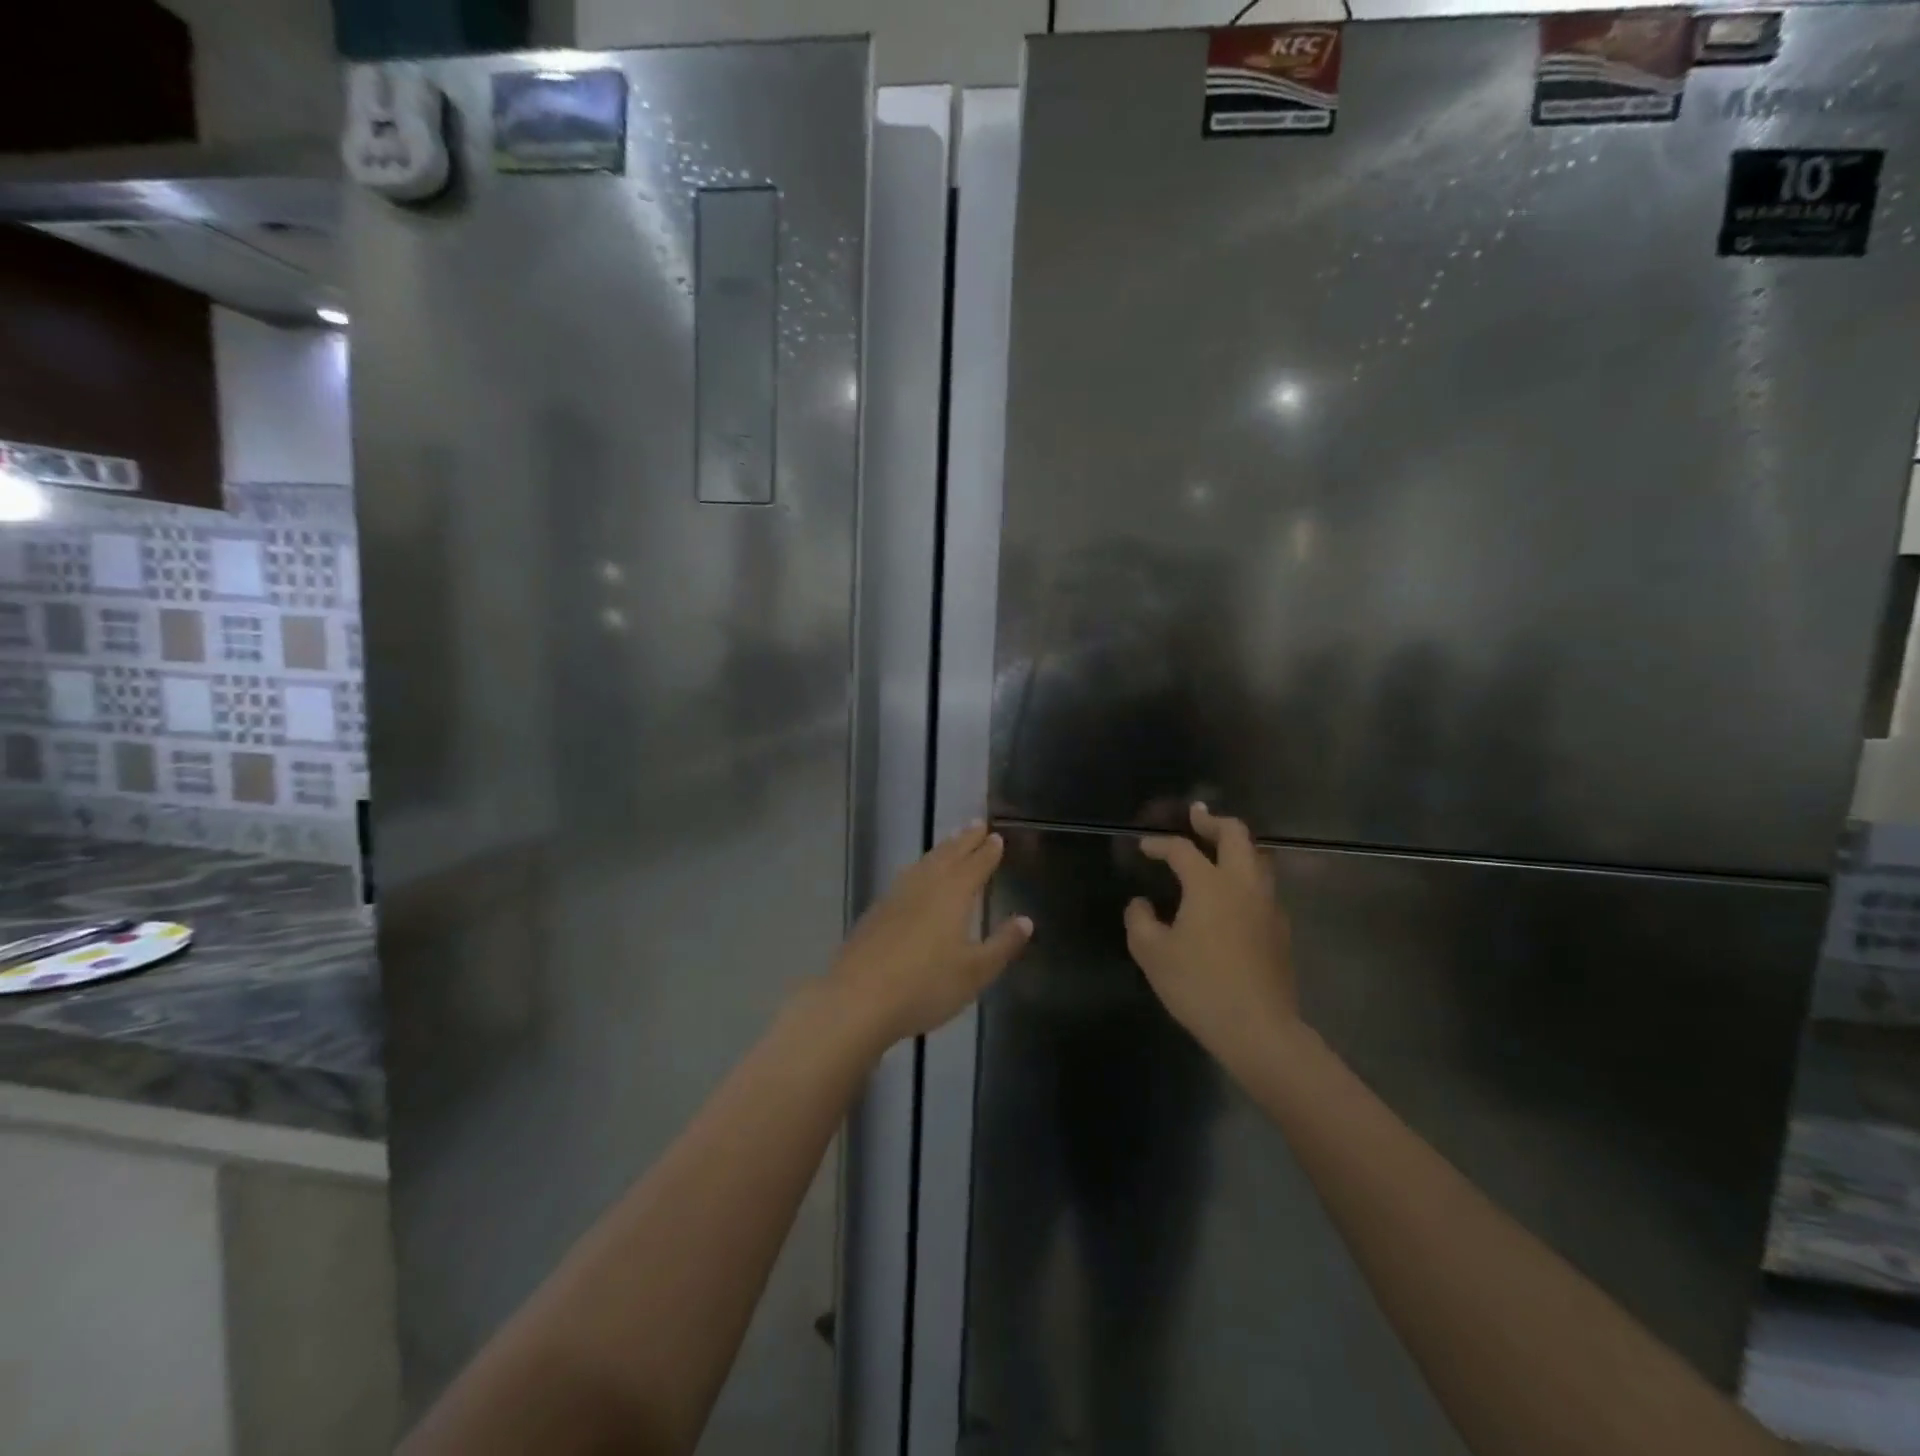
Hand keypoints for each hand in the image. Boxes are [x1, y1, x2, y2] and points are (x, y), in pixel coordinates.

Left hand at [826, 822, 1031, 1046]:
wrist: (857, 999)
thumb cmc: (926, 986)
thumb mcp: (975, 972)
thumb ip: (1002, 944)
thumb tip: (1026, 921)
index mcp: (952, 894)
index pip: (975, 865)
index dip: (987, 852)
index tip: (996, 836)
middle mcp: (924, 886)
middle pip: (948, 855)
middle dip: (964, 840)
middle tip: (977, 824)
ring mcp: (895, 896)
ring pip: (924, 863)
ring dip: (941, 850)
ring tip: (951, 843)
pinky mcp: (875, 912)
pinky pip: (905, 877)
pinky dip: (919, 868)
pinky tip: (915, 877)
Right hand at [1124, 804, 1296, 1073]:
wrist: (1258, 1029)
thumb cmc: (1199, 986)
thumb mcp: (1152, 954)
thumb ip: (1140, 921)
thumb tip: (1141, 904)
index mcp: (1210, 884)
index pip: (1182, 849)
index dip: (1159, 844)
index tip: (1144, 847)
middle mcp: (1243, 884)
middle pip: (1236, 835)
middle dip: (1213, 822)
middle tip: (1195, 819)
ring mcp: (1268, 905)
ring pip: (1258, 858)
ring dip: (1237, 847)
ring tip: (1217, 851)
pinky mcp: (1280, 929)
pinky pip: (1264, 887)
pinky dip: (1247, 876)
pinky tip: (1232, 896)